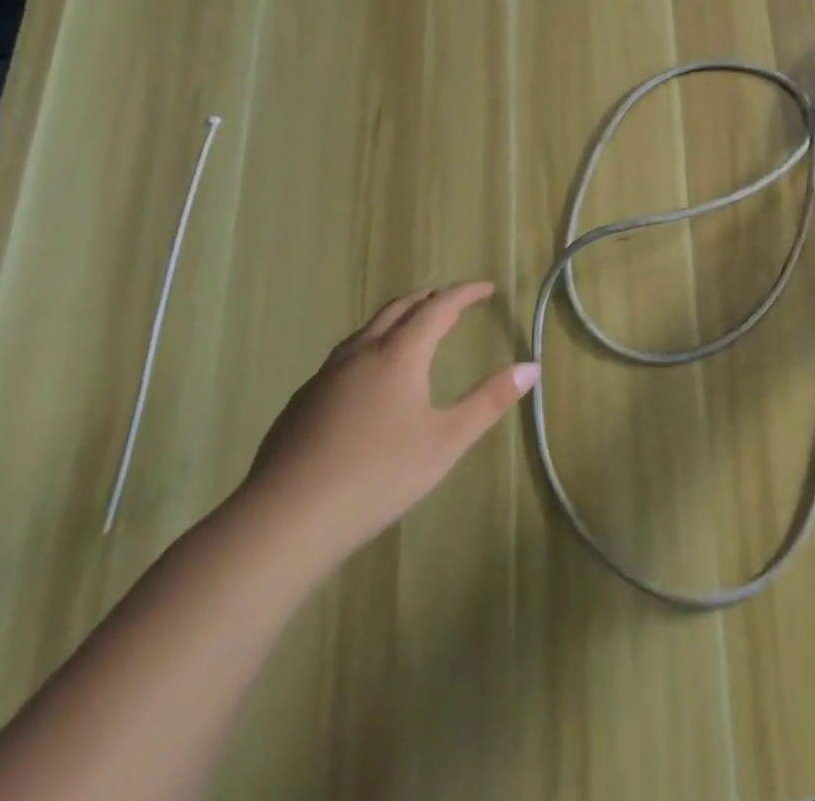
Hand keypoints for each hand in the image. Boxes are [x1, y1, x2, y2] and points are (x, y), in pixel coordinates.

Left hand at [238, 283, 537, 568]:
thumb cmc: (377, 477)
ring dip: (397, 319)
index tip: (487, 289)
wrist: (283, 523)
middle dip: (430, 298)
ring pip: (366, 330)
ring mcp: (325, 378)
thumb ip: (489, 401)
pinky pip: (344, 356)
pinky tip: (369, 378)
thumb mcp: (446, 442)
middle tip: (453, 301)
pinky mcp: (301, 403)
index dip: (465, 293)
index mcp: (399, 355)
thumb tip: (532, 366)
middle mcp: (361, 354)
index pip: (438, 307)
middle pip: (398, 309)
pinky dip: (371, 346)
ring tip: (415, 330)